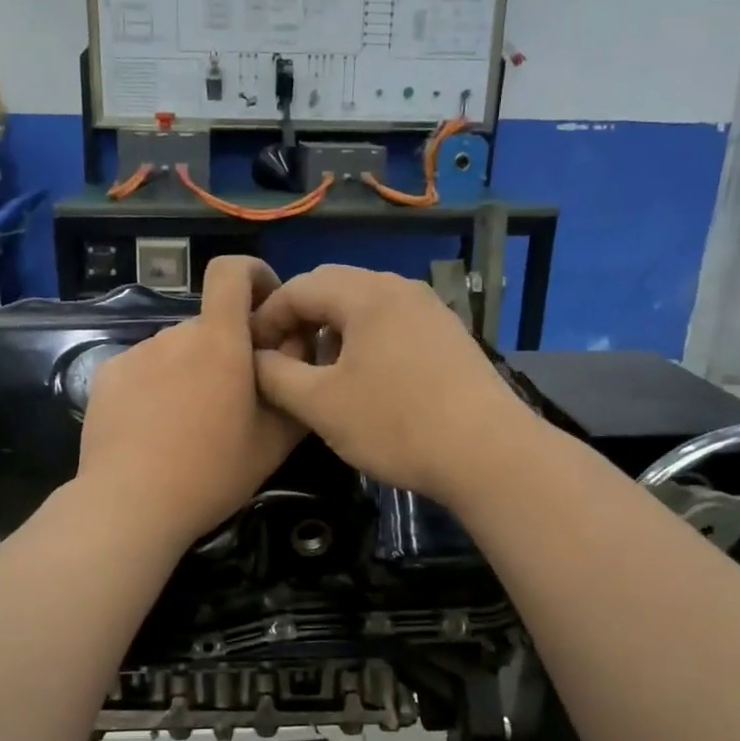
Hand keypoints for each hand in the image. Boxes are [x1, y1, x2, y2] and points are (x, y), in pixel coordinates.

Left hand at [78, 256, 306, 546]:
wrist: (129, 504)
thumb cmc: (211, 473)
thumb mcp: (274, 441)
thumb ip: (293, 386)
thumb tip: (298, 350)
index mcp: (220, 341)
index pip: (232, 271)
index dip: (253, 275)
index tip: (265, 308)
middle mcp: (176, 334)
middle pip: (210, 324)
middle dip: (227, 349)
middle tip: (233, 401)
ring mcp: (136, 353)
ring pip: (176, 349)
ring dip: (190, 370)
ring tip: (190, 424)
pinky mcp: (108, 375)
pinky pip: (144, 368)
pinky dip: (156, 386)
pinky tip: (153, 429)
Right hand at [250, 265, 531, 503]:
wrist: (488, 453)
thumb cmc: (395, 424)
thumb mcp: (320, 405)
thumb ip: (275, 375)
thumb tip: (256, 359)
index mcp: (366, 294)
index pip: (298, 287)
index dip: (267, 317)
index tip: (252, 353)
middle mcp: (400, 287)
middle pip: (332, 288)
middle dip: (299, 320)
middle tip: (284, 361)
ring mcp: (430, 309)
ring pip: (364, 306)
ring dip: (332, 331)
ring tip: (320, 373)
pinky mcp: (448, 335)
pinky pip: (392, 323)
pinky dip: (364, 341)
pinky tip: (364, 380)